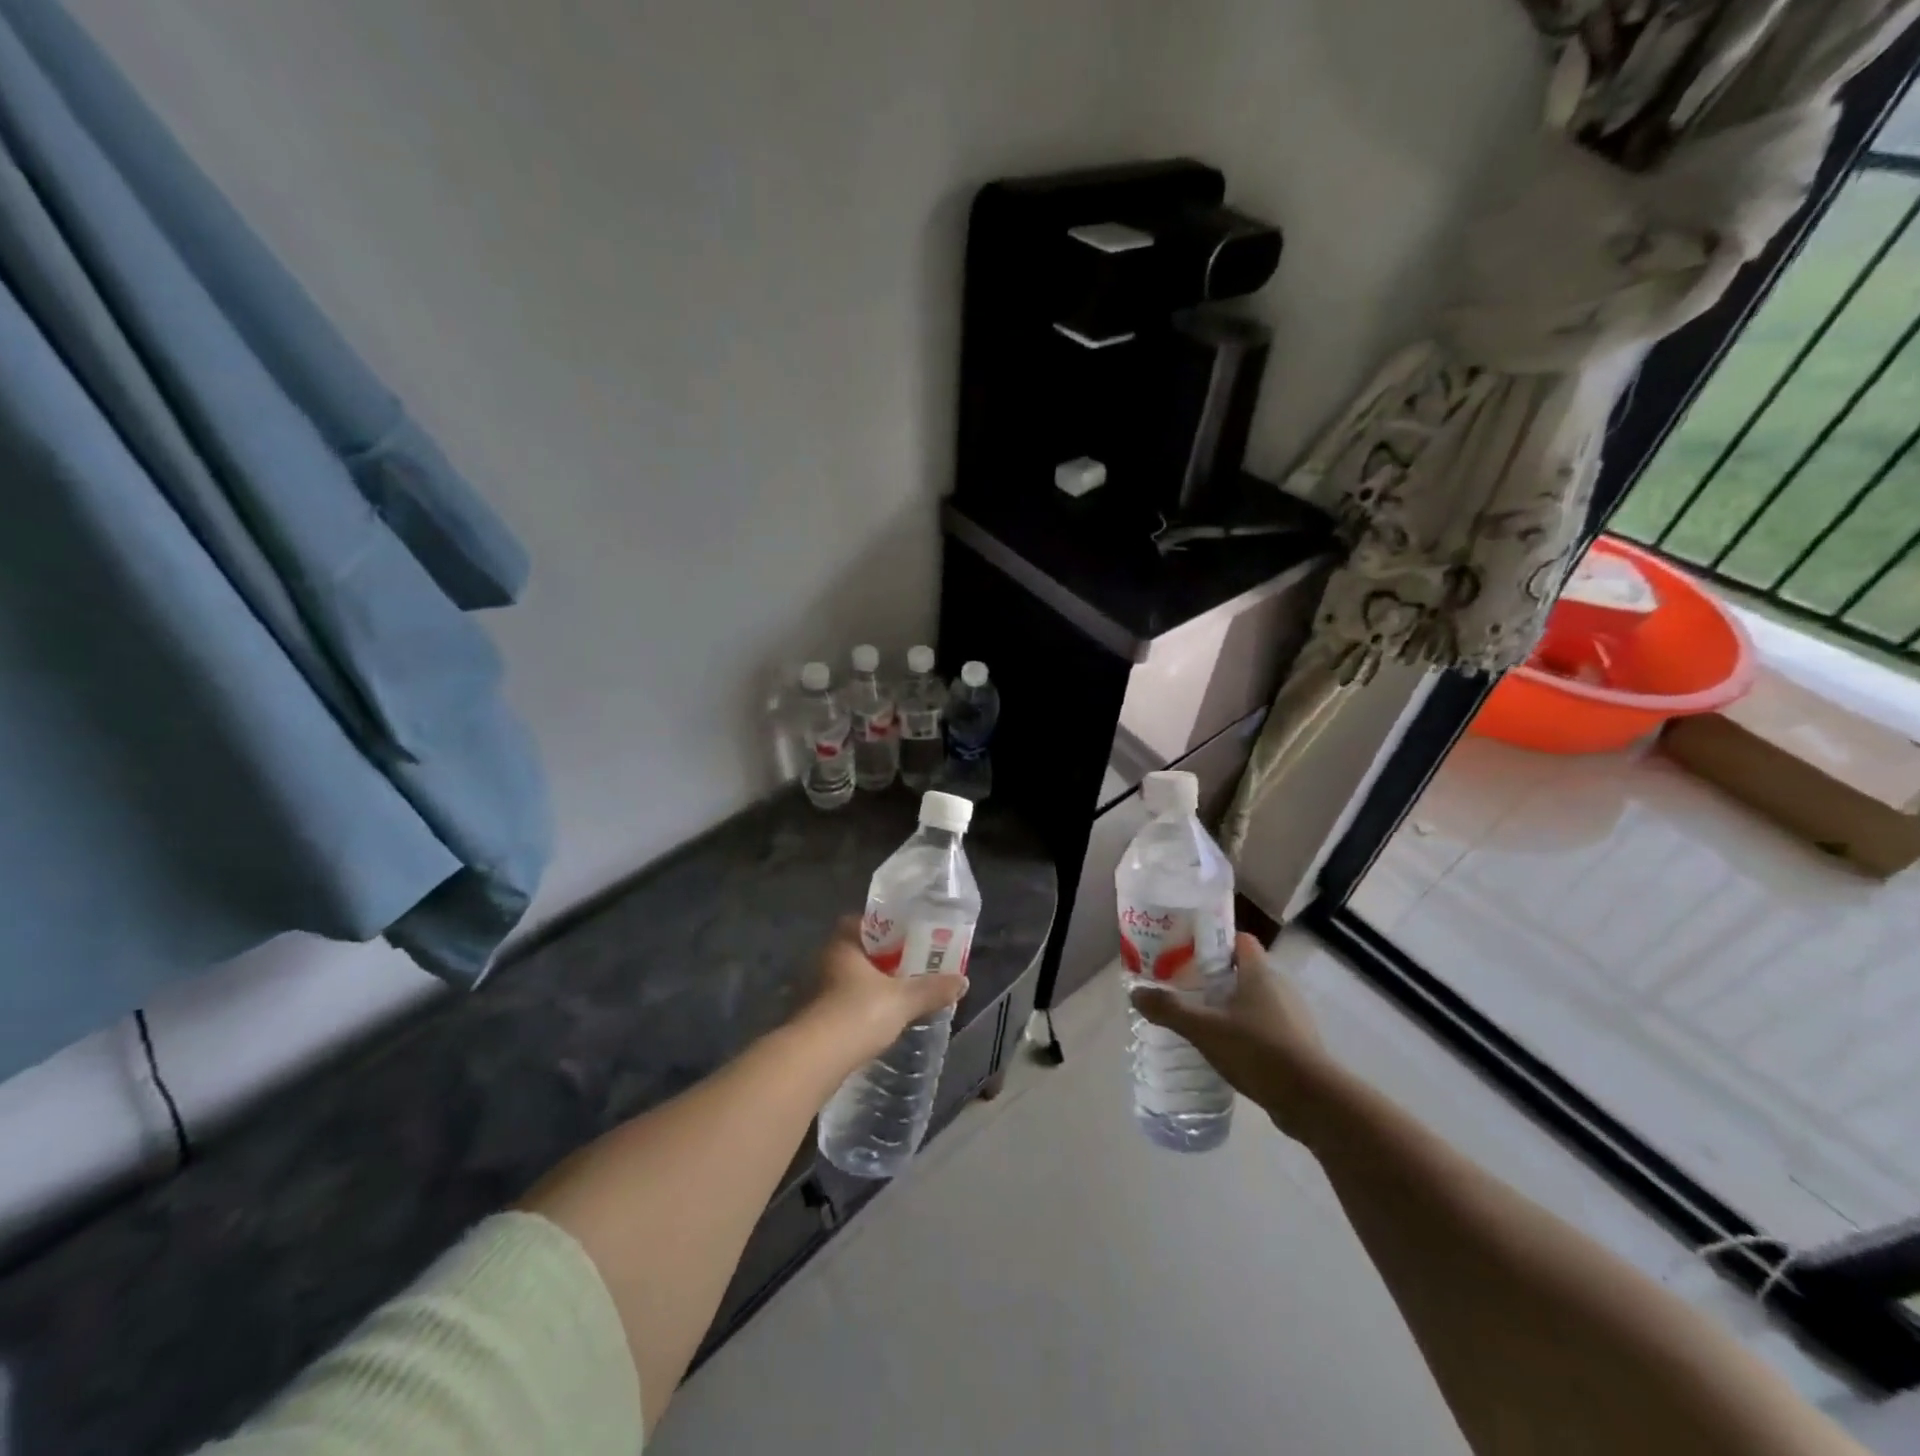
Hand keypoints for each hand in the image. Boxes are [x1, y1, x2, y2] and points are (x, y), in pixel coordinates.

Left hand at [798, 917, 968, 1068]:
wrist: (814, 1059)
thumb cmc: (857, 1014)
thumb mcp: (903, 1000)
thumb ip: (932, 989)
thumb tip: (963, 981)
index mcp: (843, 944)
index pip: (863, 922)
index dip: (886, 927)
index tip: (907, 937)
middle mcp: (824, 959)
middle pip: (857, 951)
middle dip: (881, 959)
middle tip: (909, 966)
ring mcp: (813, 989)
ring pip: (848, 978)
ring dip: (869, 985)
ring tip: (897, 994)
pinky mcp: (812, 1016)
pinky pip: (841, 1001)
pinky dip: (858, 1006)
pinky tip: (876, 1019)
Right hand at [1130, 933, 1334, 1140]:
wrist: (1312, 1100)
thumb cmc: (1258, 1050)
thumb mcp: (1205, 1029)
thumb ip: (1170, 1010)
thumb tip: (1135, 993)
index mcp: (1259, 973)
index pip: (1240, 940)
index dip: (1215, 941)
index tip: (1188, 951)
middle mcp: (1279, 988)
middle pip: (1244, 970)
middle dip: (1216, 977)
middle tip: (1185, 987)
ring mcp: (1292, 1017)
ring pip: (1255, 1000)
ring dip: (1230, 1006)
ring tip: (1200, 1019)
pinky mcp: (1297, 1045)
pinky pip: (1265, 1027)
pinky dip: (1245, 1031)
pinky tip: (1226, 1049)